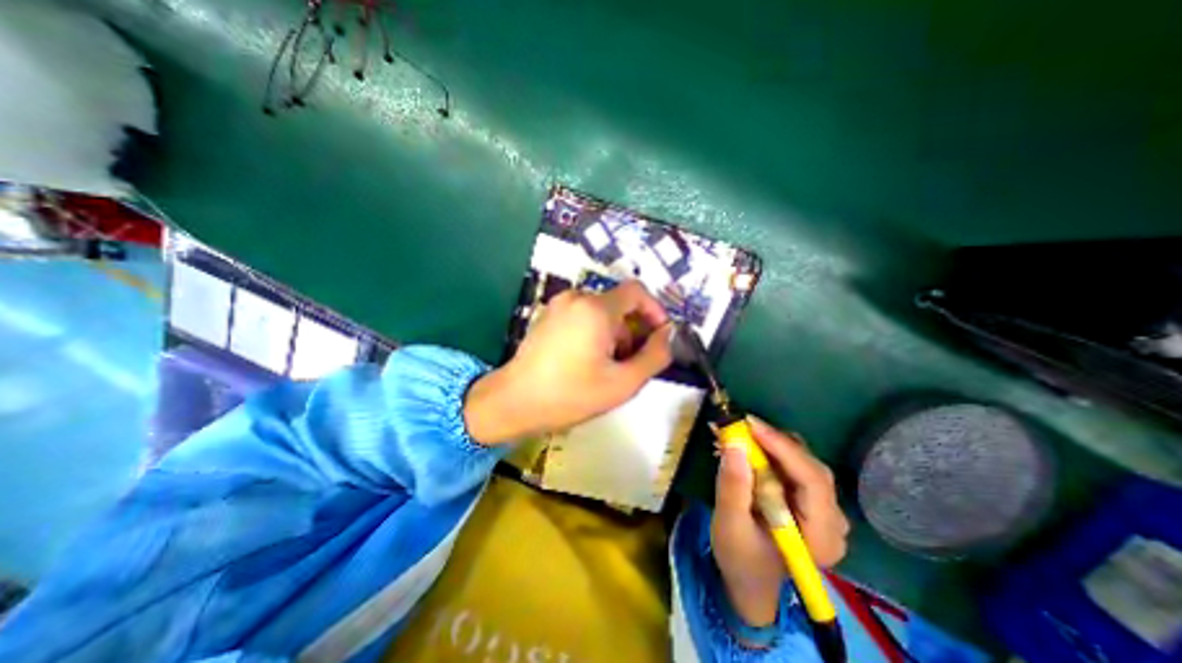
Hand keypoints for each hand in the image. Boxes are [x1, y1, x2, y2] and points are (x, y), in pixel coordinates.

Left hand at [468, 279, 677, 445]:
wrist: (514, 402)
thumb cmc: (571, 394)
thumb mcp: (623, 382)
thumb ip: (655, 356)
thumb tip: (668, 335)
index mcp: (595, 308)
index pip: (637, 292)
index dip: (655, 311)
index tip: (659, 336)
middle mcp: (576, 298)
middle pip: (618, 305)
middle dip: (632, 331)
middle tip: (630, 363)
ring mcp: (558, 305)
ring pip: (600, 313)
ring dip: (613, 335)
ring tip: (606, 367)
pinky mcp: (547, 316)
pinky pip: (582, 317)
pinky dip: (594, 333)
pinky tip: (585, 361)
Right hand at [710, 420, 849, 625]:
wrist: (748, 578)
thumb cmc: (740, 558)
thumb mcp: (729, 525)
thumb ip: (733, 487)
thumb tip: (734, 444)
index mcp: (822, 536)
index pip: (813, 481)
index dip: (783, 448)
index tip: (750, 424)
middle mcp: (832, 520)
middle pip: (809, 467)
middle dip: (773, 442)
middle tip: (740, 426)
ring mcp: (823, 508)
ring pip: (801, 461)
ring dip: (768, 443)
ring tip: (737, 434)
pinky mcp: (808, 499)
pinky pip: (792, 465)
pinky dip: (768, 450)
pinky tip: (746, 446)